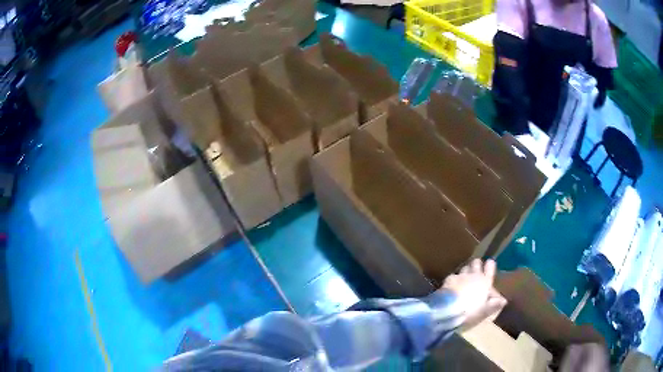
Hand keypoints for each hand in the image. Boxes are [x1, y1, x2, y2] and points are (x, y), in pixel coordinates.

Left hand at [442, 259, 506, 327]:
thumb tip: (504, 300)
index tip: (489, 264)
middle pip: (476, 262)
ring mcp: (461, 275)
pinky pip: (453, 276)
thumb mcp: (485, 310)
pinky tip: (451, 286)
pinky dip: (453, 280)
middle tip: (475, 272)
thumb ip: (494, 304)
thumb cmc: (470, 311)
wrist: (449, 310)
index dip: (490, 265)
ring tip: (464, 279)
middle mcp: (474, 275)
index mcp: (485, 281)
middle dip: (476, 265)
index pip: (490, 267)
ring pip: (465, 267)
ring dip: (465, 271)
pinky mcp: (449, 279)